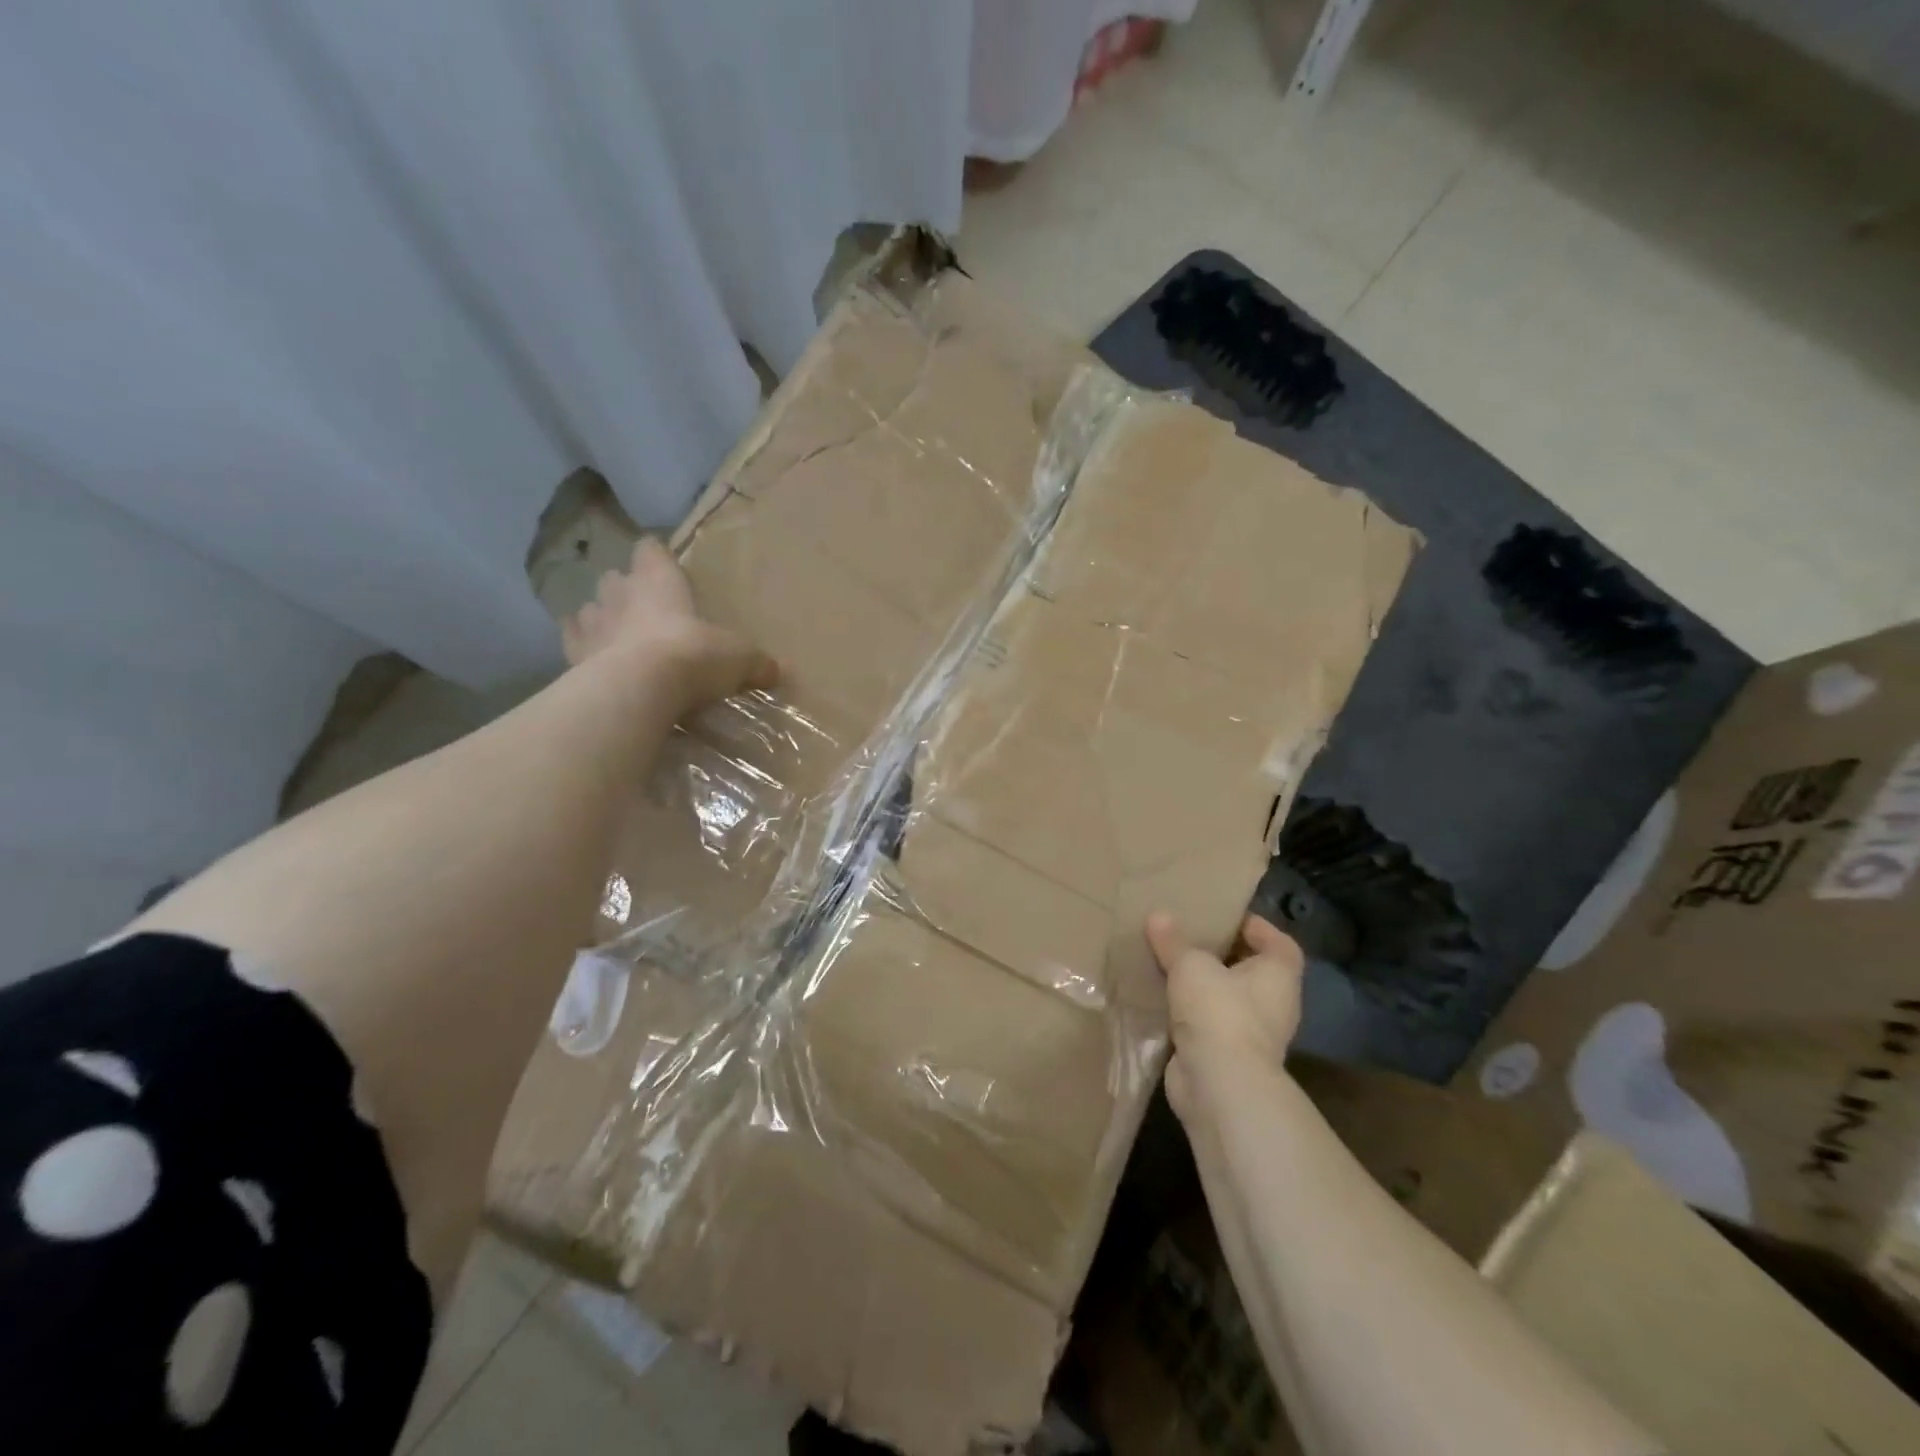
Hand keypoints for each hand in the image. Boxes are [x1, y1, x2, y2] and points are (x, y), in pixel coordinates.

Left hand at [562, 537, 776, 713]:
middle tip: (642, 606)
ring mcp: (593, 625)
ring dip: (600, 618)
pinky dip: (580, 649)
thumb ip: (755, 662)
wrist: (638, 690)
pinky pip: (572, 645)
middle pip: (615, 578)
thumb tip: (778, 670)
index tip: (661, 560)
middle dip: (625, 589)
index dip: (656, 556)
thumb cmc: (693, 656)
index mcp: (659, 582)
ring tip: (614, 634)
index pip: (651, 551)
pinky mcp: (573, 657)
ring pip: (589, 609)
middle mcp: (621, 595)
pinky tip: (589, 660)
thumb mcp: (738, 658)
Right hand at [1146, 912, 1303, 1122]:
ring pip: (1227, 999)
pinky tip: (1162, 998)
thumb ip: (1174, 941)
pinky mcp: (1226, 1056)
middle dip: (1222, 955)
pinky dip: (1189, 1012)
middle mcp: (1274, 1005)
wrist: (1218, 1083)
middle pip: (1251, 971)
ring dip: (1203, 986)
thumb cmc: (1219, 1010)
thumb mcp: (1190, 965)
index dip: (1258, 927)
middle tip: (1190, 936)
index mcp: (1278, 976)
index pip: (1280, 944)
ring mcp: (1252, 1034)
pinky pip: (1208, 1023)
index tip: (1226, 917)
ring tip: (1170, 964)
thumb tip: (1158, 916)